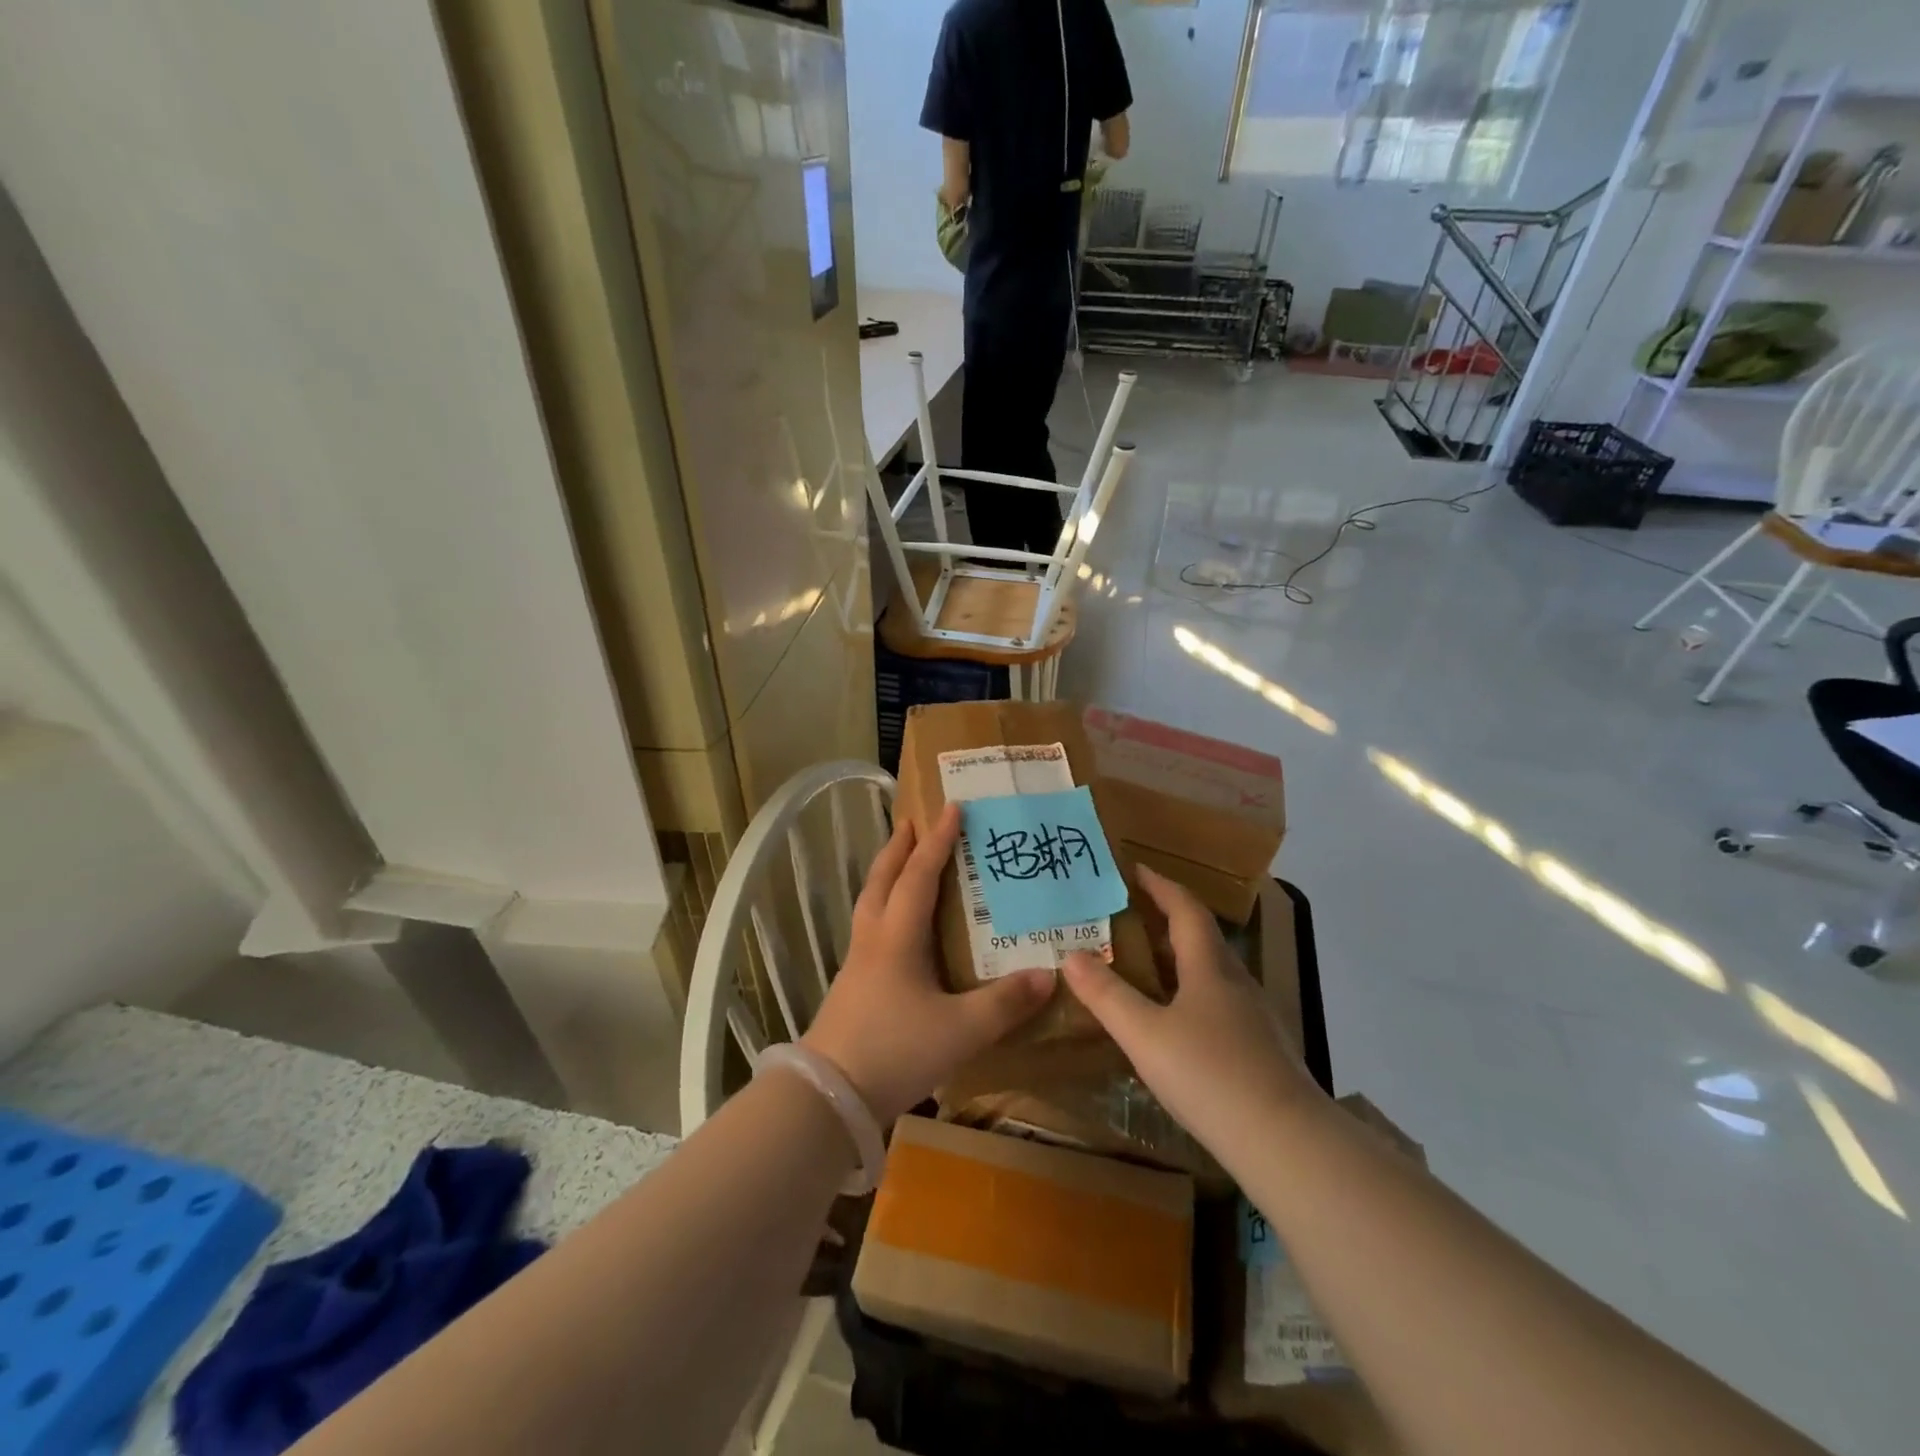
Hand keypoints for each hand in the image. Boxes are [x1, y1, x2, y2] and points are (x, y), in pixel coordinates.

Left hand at [802, 802, 1053, 1123]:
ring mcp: (857, 963)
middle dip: (899, 847)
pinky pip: (869, 928)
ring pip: (871, 902)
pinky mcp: (851, 986)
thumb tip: (1048, 974)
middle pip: (883, 879)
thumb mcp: (961, 1029)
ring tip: (902, 861)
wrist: (828, 1097)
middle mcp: (874, 939)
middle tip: (913, 820)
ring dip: (887, 874)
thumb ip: (1005, 1003)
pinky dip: (884, 907)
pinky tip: (897, 927)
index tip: (952, 807)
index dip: (938, 841)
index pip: (919, 875)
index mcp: (898, 937)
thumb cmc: (895, 1050)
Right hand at [1061, 867, 1324, 1160]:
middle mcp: (1236, 982)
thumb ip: (1106, 995)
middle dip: (1166, 920)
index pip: (1186, 909)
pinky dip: (1192, 994)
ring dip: (1179, 959)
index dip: (1160, 885)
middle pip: (1201, 937)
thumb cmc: (1211, 1075)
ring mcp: (1254, 1017)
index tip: (1135, 869)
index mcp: (1209, 967)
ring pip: (1212, 973)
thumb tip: (1071, 954)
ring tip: (1145, 967)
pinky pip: (1220, 1004)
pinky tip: (1176, 1024)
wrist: (1288, 1144)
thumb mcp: (1145, 1035)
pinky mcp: (1262, 1049)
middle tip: (1128, 916)